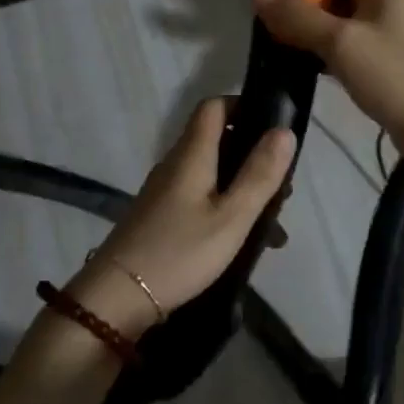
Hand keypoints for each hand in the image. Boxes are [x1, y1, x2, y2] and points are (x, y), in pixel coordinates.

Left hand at [69, 98, 295, 337]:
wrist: (118, 297)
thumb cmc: (180, 252)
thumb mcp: (231, 216)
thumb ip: (259, 174)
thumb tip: (284, 130)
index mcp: (191, 154)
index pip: (214, 107)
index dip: (243, 106)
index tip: (274, 126)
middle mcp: (175, 164)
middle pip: (216, 140)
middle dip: (252, 156)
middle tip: (282, 188)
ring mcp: (164, 191)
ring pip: (211, 174)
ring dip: (242, 188)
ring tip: (272, 225)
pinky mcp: (161, 216)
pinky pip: (200, 198)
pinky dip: (225, 208)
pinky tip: (243, 242)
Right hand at [254, 0, 403, 179]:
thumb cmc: (393, 77)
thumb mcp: (340, 42)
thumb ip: (299, 16)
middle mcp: (390, 5)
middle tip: (270, 15)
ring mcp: (391, 37)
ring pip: (343, 21)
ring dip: (314, 27)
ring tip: (278, 40)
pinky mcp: (388, 65)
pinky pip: (351, 47)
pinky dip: (327, 51)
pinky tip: (304, 65)